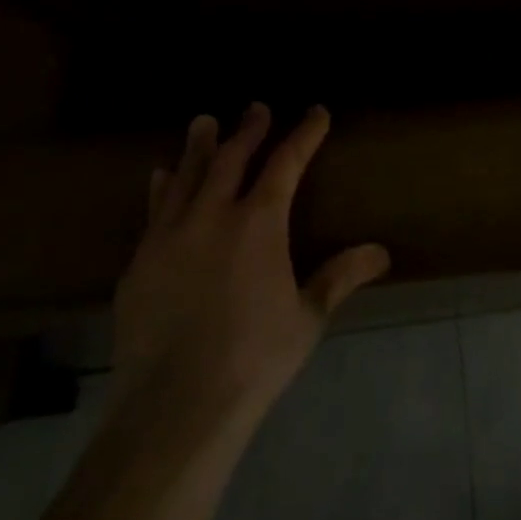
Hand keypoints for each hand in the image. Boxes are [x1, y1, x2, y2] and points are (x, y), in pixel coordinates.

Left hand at [106, 105, 389, 456]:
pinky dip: (162, 187)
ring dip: (199, 146)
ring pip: (186, 176)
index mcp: (258, 224)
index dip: (304, 134)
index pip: (286, 163)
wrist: (173, 411)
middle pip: (231, 158)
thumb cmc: (253, 360)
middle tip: (256, 108)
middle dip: (248, 130)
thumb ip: (340, 277)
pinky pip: (154, 211)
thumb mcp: (307, 318)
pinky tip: (161, 177)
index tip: (316, 113)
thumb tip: (381, 252)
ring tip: (204, 122)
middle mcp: (212, 217)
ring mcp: (169, 238)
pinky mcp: (139, 265)